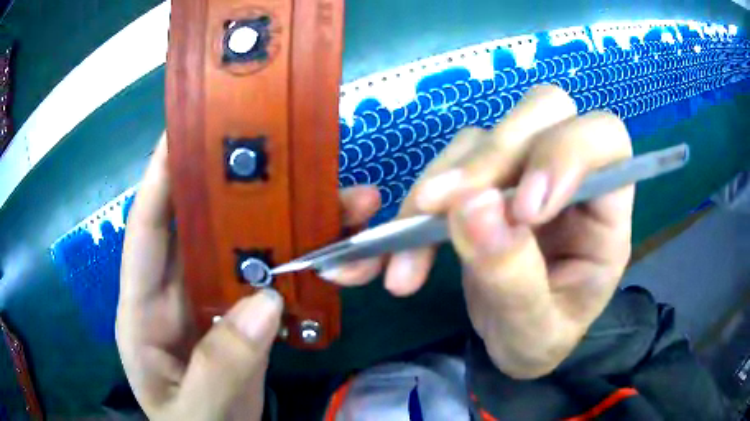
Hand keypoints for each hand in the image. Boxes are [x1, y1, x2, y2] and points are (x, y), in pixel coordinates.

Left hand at [116, 135, 380, 419]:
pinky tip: (328, 243)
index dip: (160, 179)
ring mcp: (210, 301)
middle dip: (232, 185)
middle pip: (200, 225)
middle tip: (273, 147)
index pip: (146, 231)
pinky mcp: (241, 315)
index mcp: (143, 309)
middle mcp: (174, 291)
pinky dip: (296, 259)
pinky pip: (267, 275)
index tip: (183, 132)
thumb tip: (263, 305)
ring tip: (327, 194)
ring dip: (281, 221)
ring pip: (242, 246)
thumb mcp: (196, 410)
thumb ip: (219, 369)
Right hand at [327, 85, 633, 378]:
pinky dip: (414, 205)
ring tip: (405, 255)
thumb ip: (513, 276)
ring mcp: (523, 172)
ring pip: (483, 137)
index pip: (605, 140)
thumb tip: (472, 207)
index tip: (524, 210)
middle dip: (492, 157)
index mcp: (606, 212)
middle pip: (543, 111)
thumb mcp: (534, 330)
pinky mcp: (484, 182)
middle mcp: (569, 177)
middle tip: (442, 209)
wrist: (513, 342)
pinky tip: (390, 250)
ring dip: (438, 188)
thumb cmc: (540, 338)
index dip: (566, 152)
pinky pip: (447, 167)